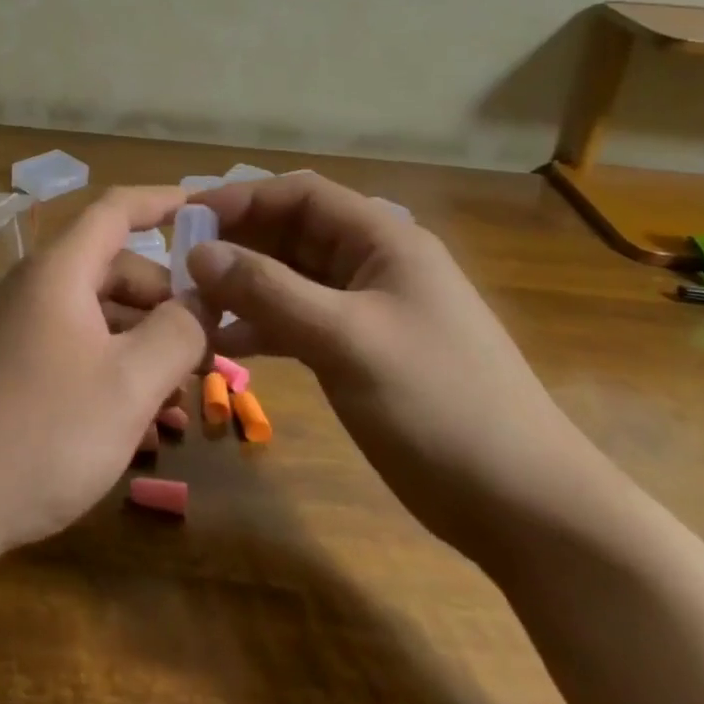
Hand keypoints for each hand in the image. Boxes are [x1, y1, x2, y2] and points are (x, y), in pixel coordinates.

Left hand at [0, 187, 208, 568]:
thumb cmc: (44, 431)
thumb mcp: (129, 383)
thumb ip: (178, 333)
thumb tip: (200, 304)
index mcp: (59, 272)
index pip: (115, 210)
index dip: (162, 202)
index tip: (206, 210)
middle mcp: (34, 289)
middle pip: (113, 270)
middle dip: (165, 301)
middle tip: (209, 343)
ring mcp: (17, 330)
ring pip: (97, 317)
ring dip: (143, 345)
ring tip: (184, 396)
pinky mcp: (9, 369)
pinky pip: (74, 351)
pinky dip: (112, 370)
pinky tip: (143, 423)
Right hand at [186, 175, 614, 566]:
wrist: (525, 508)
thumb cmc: (439, 404)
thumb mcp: (346, 339)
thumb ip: (269, 291)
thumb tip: (199, 254)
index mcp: (383, 240)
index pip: (301, 195)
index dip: (243, 198)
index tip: (188, 218)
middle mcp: (374, 263)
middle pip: (291, 234)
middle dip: (237, 245)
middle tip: (179, 266)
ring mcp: (368, 309)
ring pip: (290, 279)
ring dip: (244, 287)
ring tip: (193, 304)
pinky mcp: (361, 350)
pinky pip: (299, 321)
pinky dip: (263, 326)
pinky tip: (225, 344)